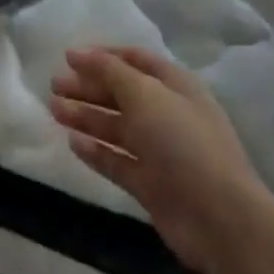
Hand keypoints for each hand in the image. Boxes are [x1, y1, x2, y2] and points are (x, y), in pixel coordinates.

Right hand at [51, 47, 272, 273]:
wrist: (220, 220)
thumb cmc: (182, 142)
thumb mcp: (144, 93)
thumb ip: (109, 70)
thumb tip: (79, 53)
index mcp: (175, 87)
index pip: (136, 61)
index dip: (103, 56)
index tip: (69, 57)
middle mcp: (168, 115)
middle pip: (121, 93)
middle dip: (88, 87)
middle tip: (54, 84)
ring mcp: (160, 152)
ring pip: (116, 127)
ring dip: (85, 116)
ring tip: (53, 109)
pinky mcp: (151, 185)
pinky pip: (117, 161)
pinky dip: (96, 151)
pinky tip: (73, 142)